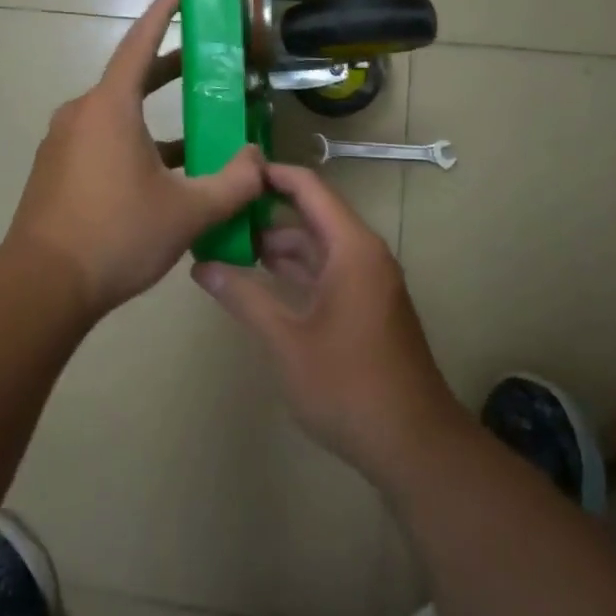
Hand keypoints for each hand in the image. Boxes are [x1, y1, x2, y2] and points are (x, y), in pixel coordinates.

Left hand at [5, 0, 264, 317]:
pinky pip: (102, 140)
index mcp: (109, 107)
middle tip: (208, 59)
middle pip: (131, 77)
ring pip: (118, 114)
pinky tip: (165, 170)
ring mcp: (64, 142)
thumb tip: (258, 160)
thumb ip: (233, 182)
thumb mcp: (187, 211)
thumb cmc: (115, 236)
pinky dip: (136, 141)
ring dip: (156, 113)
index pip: (140, 42)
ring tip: (200, 123)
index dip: (164, 11)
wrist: (42, 285)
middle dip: (170, 65)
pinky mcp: (57, 169)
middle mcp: (81, 114)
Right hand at [192, 163, 466, 483]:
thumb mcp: (286, 340)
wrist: (414, 445)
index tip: (230, 170)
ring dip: (278, 243)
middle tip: (218, 210)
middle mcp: (363, 254)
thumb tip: (200, 266)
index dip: (271, 174)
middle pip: (312, 213)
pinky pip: (326, 269)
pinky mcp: (367, 305)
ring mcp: (368, 281)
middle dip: (266, 211)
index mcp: (351, 248)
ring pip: (318, 244)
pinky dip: (295, 268)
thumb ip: (243, 297)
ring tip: (227, 244)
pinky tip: (260, 278)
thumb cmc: (348, 385)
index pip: (308, 188)